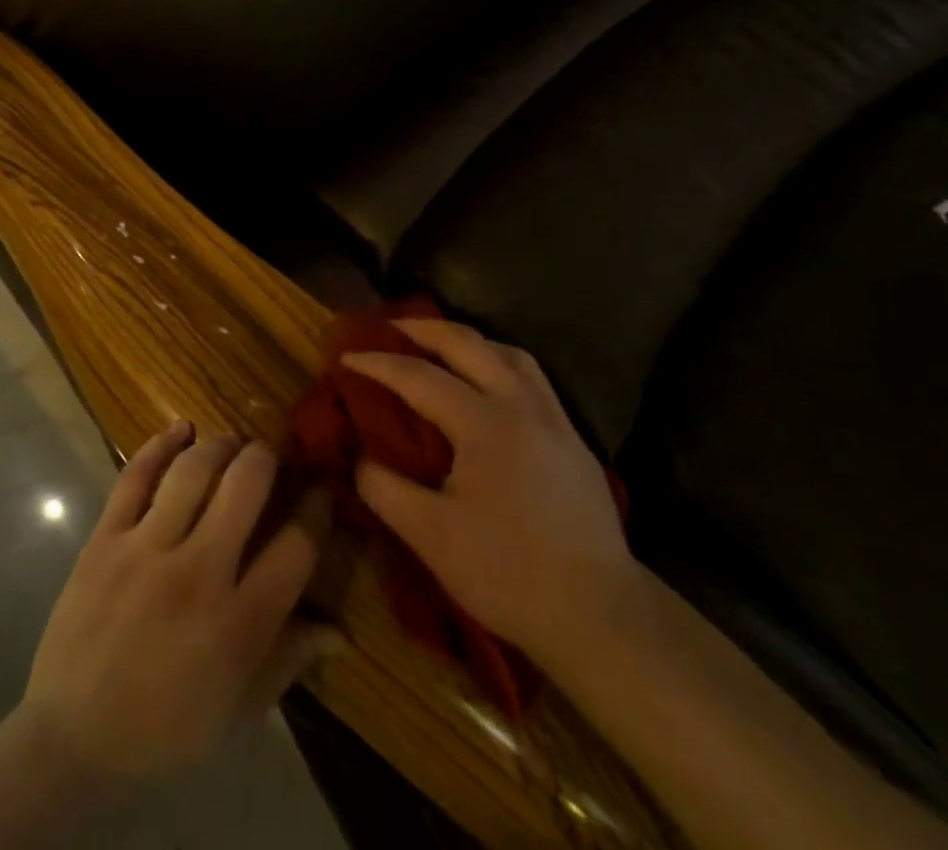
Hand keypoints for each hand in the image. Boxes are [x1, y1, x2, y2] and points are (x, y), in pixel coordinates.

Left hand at [17, 421, 336, 787]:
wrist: (74, 741)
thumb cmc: (166, 732)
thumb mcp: (239, 709)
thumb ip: (289, 660)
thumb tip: (339, 630)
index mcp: (239, 624)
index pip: (296, 548)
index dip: (317, 510)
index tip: (321, 489)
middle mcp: (198, 574)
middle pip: (246, 488)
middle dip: (267, 458)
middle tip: (271, 453)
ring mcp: (146, 550)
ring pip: (193, 471)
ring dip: (221, 445)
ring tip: (232, 442)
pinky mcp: (106, 538)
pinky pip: (135, 476)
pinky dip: (159, 444)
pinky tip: (181, 428)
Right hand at [347, 319, 636, 670]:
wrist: (602, 618)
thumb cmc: (509, 574)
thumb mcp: (430, 537)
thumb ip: (384, 488)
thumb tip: (358, 456)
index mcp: (485, 424)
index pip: (419, 376)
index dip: (377, 364)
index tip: (344, 357)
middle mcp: (522, 406)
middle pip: (467, 343)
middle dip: (421, 329)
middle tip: (386, 329)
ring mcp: (554, 420)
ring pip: (508, 353)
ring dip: (466, 341)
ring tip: (437, 347)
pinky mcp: (573, 441)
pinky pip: (531, 377)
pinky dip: (498, 363)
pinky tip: (486, 385)